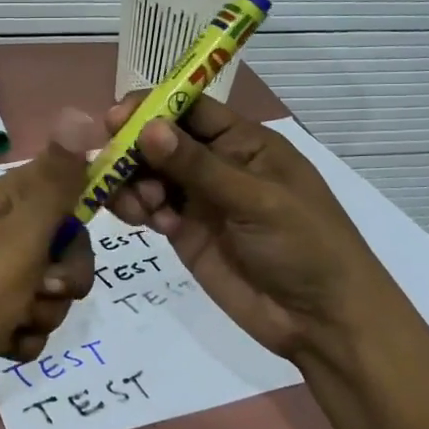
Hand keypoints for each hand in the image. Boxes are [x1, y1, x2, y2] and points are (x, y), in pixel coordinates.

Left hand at [0, 109, 102, 428]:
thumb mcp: (22, 235)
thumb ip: (56, 182)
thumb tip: (79, 111)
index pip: (57, 183)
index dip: (79, 208)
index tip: (86, 234)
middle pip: (59, 240)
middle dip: (65, 272)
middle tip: (49, 288)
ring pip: (49, 284)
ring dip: (45, 310)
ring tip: (19, 322)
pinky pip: (30, 318)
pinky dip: (25, 335)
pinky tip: (6, 345)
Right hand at [103, 95, 414, 375]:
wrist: (320, 320)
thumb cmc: (304, 246)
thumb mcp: (256, 200)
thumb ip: (198, 166)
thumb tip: (148, 128)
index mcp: (243, 143)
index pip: (190, 109)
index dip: (152, 109)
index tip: (115, 120)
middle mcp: (216, 164)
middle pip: (160, 140)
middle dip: (132, 148)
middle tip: (109, 164)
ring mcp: (198, 199)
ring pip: (148, 175)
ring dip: (131, 182)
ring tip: (138, 204)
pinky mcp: (184, 232)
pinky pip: (149, 209)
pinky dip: (137, 209)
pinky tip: (146, 222)